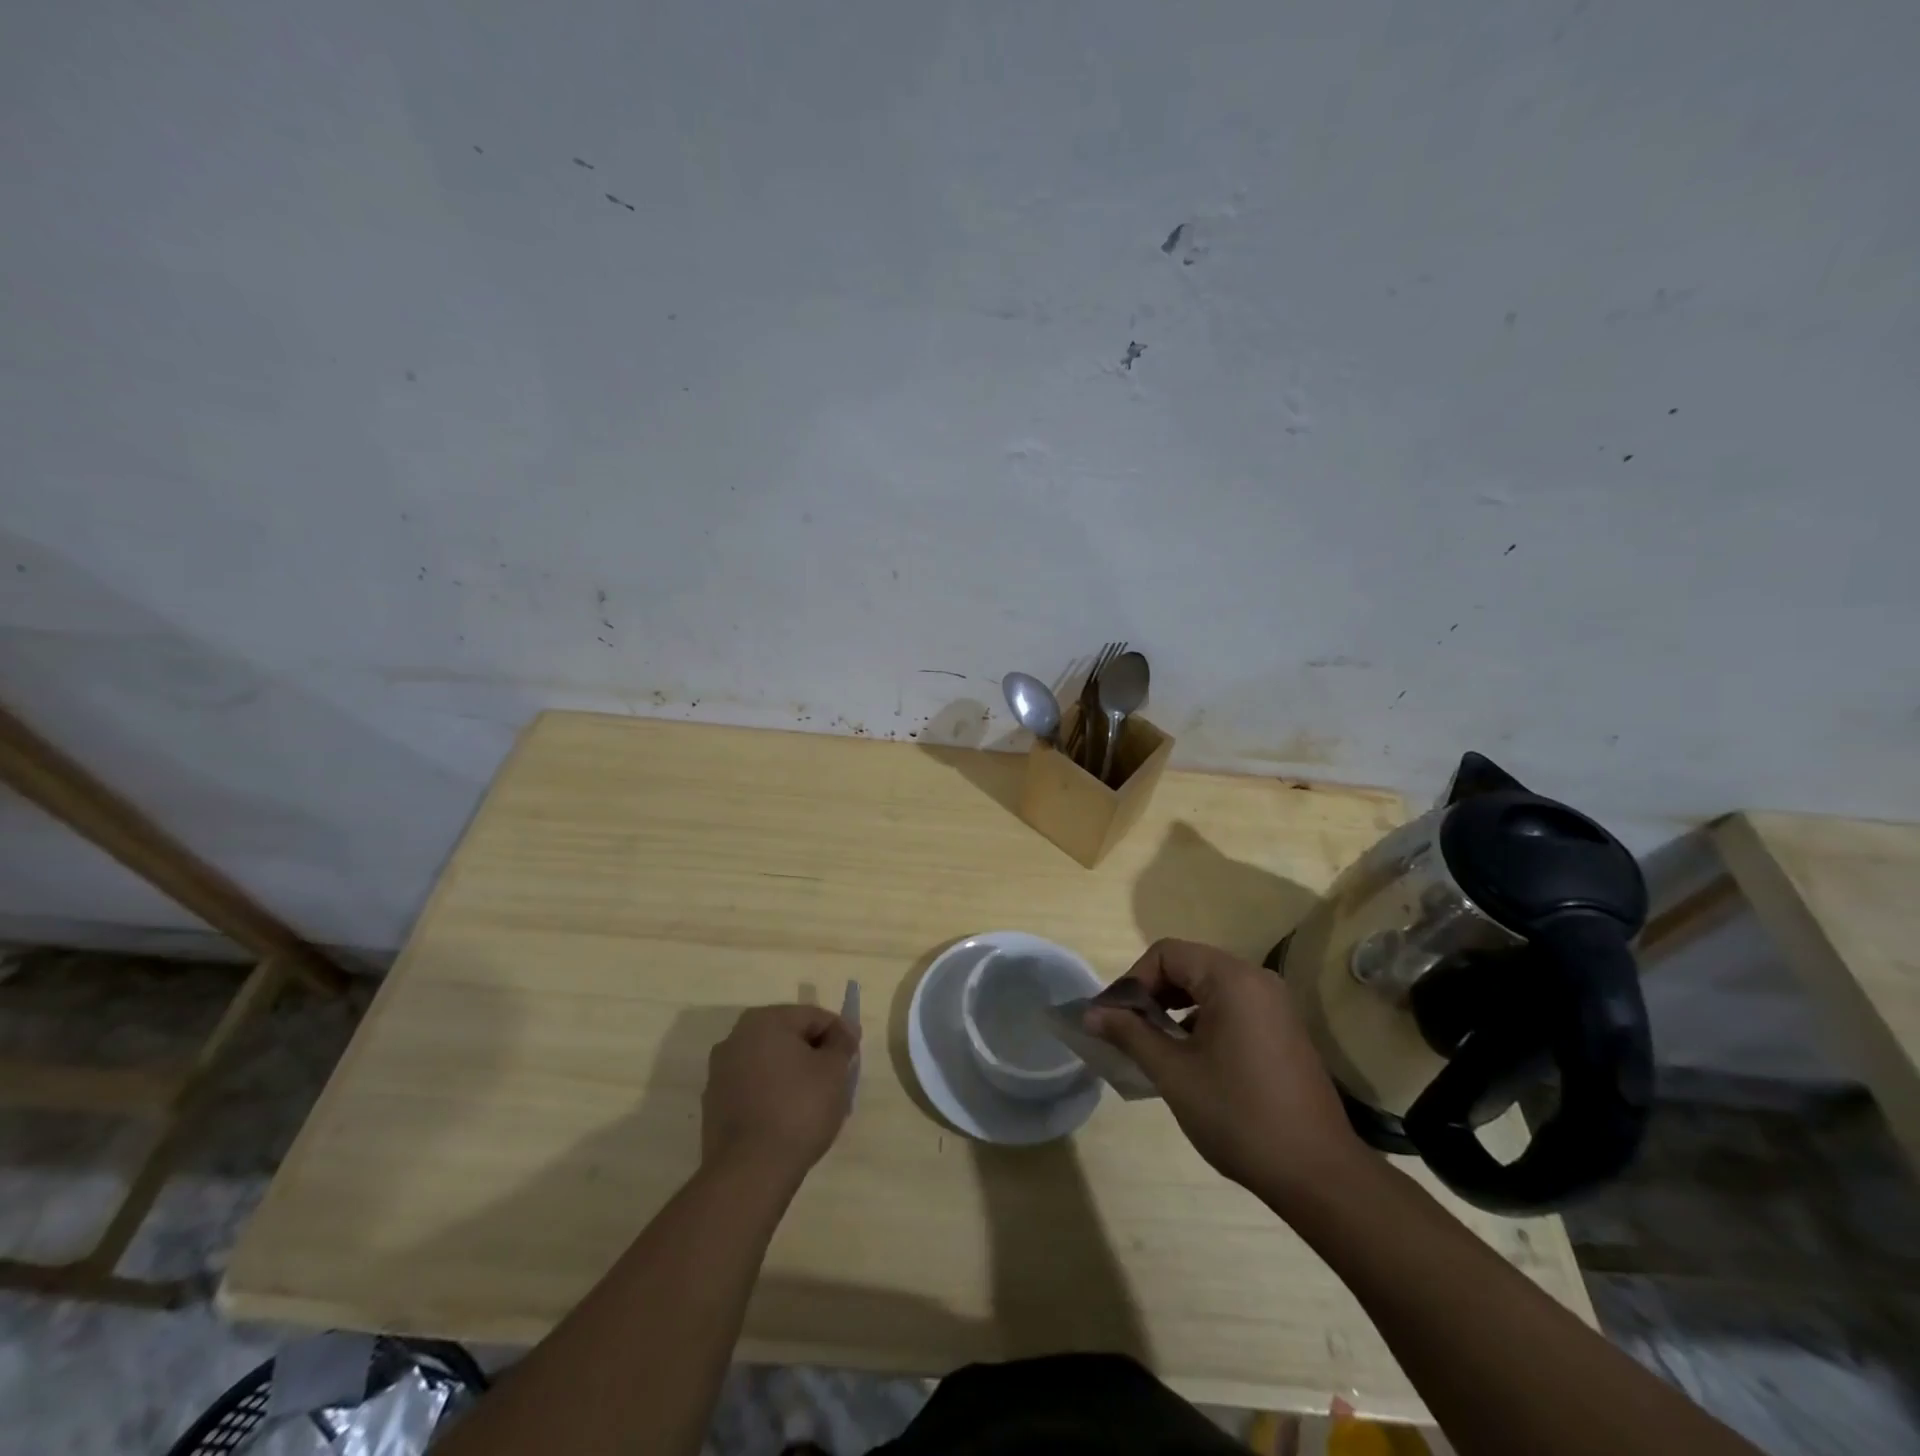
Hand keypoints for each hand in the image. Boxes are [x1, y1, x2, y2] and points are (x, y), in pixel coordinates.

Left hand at [702, 1005, 858, 1186]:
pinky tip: (790, 1120)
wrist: (749, 1172)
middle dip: (815, 1055)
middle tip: (837, 1080)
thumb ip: (842, 1042)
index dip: (839, 1034)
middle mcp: (736, 1038)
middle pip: (788, 1037)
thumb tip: (844, 1030)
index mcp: (764, 1021)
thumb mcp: (833, 1071)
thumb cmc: (798, 1109)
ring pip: (770, 1064)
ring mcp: (720, 1072)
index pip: (813, 1017)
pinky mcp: (714, 1105)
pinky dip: (773, 1095)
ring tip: (816, 1104)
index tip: (853, 1058)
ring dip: (793, 1075)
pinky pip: (754, 1088)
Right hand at [1087, 939, 1368, 1201]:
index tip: (1114, 1018)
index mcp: (1231, 979)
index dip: (1133, 980)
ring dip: (1174, 1008)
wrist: (1319, 1175)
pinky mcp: (1283, 1030)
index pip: (1166, 954)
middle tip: (1126, 1031)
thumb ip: (1130, 1034)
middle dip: (1151, 994)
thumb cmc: (1239, 1116)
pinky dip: (1202, 1021)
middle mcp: (1256, 980)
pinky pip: (1231, 1007)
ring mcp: (1274, 1005)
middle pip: (1188, 966)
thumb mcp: (1173, 1073)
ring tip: (1153, 1046)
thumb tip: (1091, 1013)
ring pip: (1208, 987)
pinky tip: (1190, 1059)